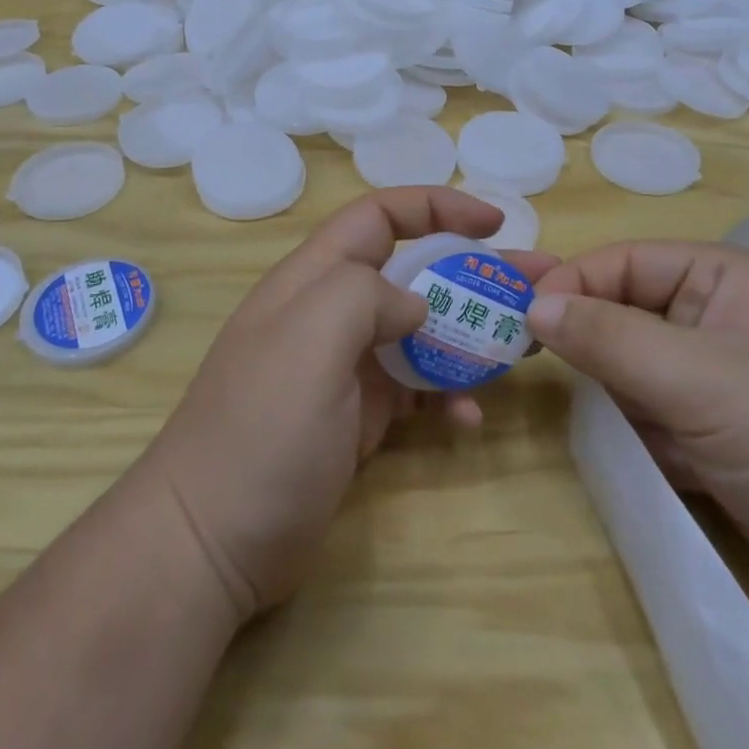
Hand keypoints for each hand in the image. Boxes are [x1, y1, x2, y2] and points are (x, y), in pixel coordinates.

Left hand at [142, 188, 557, 620]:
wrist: (210, 542)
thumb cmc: (260, 430)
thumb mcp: (308, 340)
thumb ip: (365, 296)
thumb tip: (415, 304)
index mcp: (315, 280)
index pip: (379, 216)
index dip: (437, 207)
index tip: (495, 222)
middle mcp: (331, 314)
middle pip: (413, 273)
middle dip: (474, 272)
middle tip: (538, 285)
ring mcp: (345, 369)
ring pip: (421, 332)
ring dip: (471, 334)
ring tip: (525, 347)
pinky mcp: (357, 418)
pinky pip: (415, 391)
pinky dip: (447, 396)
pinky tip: (470, 420)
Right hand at [529, 242, 748, 618]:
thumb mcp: (695, 377)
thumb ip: (608, 337)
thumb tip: (532, 307)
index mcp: (721, 277)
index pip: (623, 262)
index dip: (571, 283)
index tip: (519, 318)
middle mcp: (714, 315)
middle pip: (622, 310)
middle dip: (585, 339)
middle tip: (525, 359)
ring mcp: (713, 373)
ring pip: (628, 364)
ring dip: (611, 390)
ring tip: (609, 416)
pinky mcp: (711, 426)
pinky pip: (647, 409)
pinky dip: (635, 428)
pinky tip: (647, 452)